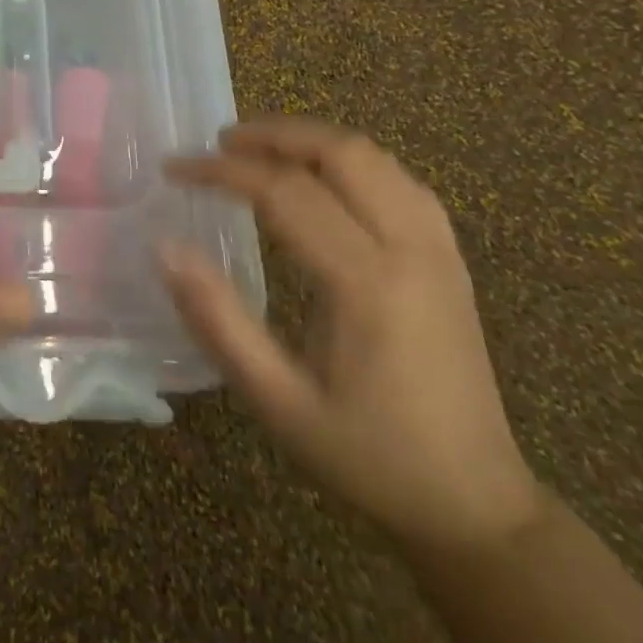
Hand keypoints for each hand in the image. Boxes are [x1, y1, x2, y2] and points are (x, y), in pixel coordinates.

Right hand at [162, 117, 542, 550]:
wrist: (476, 508)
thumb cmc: (368, 456)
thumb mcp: (278, 403)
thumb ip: (219, 320)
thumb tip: (166, 248)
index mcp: (368, 284)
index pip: (285, 192)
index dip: (222, 171)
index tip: (174, 169)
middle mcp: (412, 250)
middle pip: (341, 152)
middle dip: (274, 134)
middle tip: (219, 143)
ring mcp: (440, 250)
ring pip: (375, 157)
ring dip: (311, 140)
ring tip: (260, 150)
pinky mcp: (450, 259)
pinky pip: (399, 179)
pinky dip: (350, 160)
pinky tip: (321, 177)